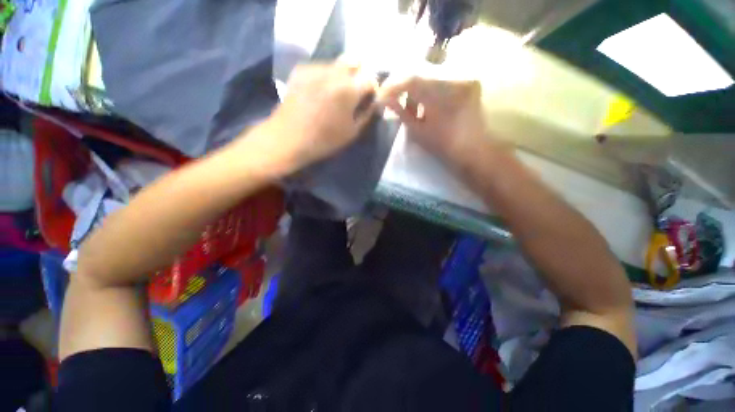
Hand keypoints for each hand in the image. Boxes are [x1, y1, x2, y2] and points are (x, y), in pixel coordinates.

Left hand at [265, 63, 377, 171]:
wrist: (288, 138)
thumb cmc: (324, 140)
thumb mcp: (352, 132)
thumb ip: (366, 114)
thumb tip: (374, 102)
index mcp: (348, 89)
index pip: (370, 78)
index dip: (372, 90)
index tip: (369, 100)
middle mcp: (333, 72)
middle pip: (355, 62)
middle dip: (359, 76)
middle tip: (354, 94)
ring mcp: (315, 68)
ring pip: (338, 63)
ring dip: (343, 75)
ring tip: (337, 94)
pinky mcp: (301, 70)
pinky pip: (321, 67)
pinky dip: (327, 77)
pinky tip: (321, 92)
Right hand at [379, 77, 501, 167]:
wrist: (473, 150)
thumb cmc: (443, 146)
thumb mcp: (418, 132)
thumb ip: (402, 113)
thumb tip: (385, 100)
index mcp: (444, 96)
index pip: (412, 80)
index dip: (393, 86)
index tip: (381, 95)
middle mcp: (456, 80)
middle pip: (421, 72)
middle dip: (402, 85)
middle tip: (390, 97)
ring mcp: (464, 78)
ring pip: (430, 74)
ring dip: (415, 87)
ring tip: (408, 105)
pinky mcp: (467, 81)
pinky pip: (441, 78)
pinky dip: (428, 88)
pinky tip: (424, 102)